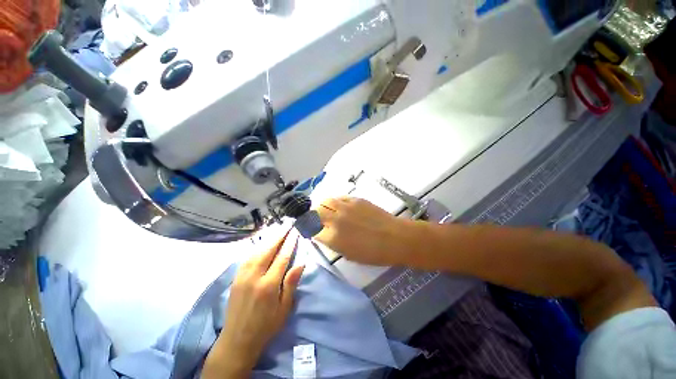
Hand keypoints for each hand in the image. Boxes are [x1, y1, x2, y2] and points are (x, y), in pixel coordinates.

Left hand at [202, 233, 304, 378]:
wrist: (237, 340)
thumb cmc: (266, 326)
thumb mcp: (284, 308)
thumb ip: (291, 284)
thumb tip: (300, 263)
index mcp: (268, 286)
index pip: (282, 258)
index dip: (289, 243)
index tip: (295, 232)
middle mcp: (254, 277)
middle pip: (268, 250)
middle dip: (279, 236)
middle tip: (287, 225)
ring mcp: (242, 276)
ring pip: (256, 251)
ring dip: (268, 239)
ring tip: (277, 231)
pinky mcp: (235, 278)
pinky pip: (247, 257)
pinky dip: (257, 247)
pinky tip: (262, 244)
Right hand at [315, 197, 419, 265]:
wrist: (395, 238)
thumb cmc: (373, 253)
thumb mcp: (349, 255)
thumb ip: (333, 244)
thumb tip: (324, 234)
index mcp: (333, 238)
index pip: (312, 230)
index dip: (310, 230)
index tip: (311, 229)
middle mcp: (335, 220)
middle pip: (315, 212)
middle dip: (313, 216)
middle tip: (317, 219)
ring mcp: (345, 207)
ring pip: (326, 201)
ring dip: (322, 206)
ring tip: (326, 209)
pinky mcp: (355, 199)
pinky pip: (340, 197)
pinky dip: (335, 201)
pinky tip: (339, 205)